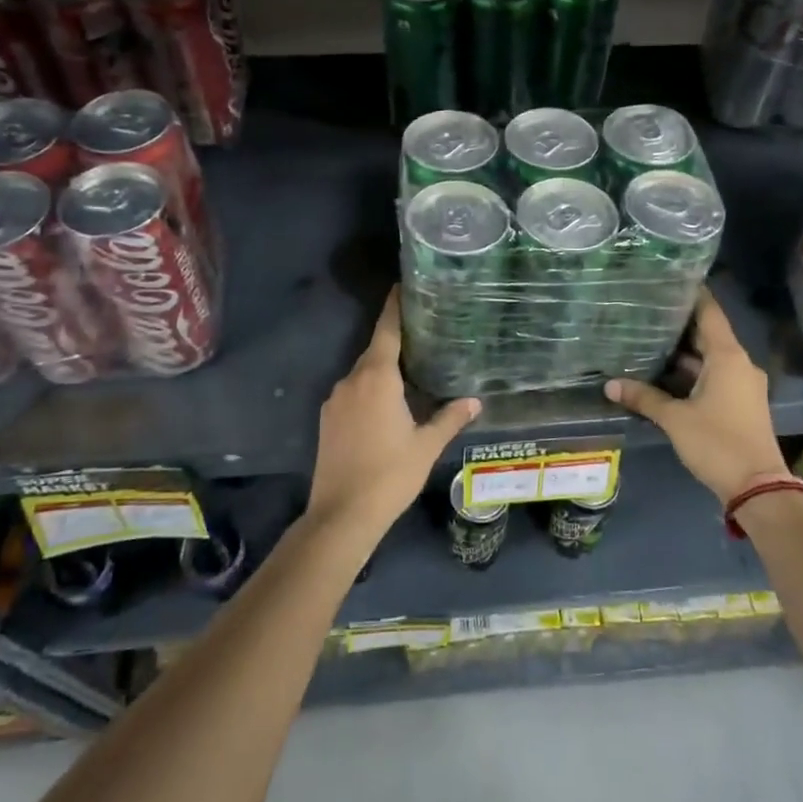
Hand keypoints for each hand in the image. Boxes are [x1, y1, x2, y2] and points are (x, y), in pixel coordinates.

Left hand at [309, 289, 480, 535]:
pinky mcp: (327, 420)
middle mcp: (352, 381)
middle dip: (396, 341)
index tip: (402, 286)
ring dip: (383, 370)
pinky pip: (352, 393)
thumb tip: (475, 401)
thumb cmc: (389, 475)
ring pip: (363, 374)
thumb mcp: (426, 446)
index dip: (395, 307)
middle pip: (375, 351)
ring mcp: (335, 400)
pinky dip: (369, 390)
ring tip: (410, 371)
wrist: (341, 514)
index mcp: (377, 378)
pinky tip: (387, 405)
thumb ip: (450, 418)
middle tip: (422, 334)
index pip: (387, 331)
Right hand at [606, 288, 789, 505]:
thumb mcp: (675, 419)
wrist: (758, 487)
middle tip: (647, 310)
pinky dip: (692, 371)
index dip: (691, 295)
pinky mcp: (740, 402)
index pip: (710, 312)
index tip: (668, 280)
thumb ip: (644, 398)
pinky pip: (714, 375)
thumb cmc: (717, 443)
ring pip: (710, 357)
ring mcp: (742, 384)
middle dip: (679, 324)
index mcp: (728, 356)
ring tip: (649, 338)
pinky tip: (665, 372)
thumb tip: (610, 385)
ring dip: (684, 351)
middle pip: (708, 334)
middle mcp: (739, 363)